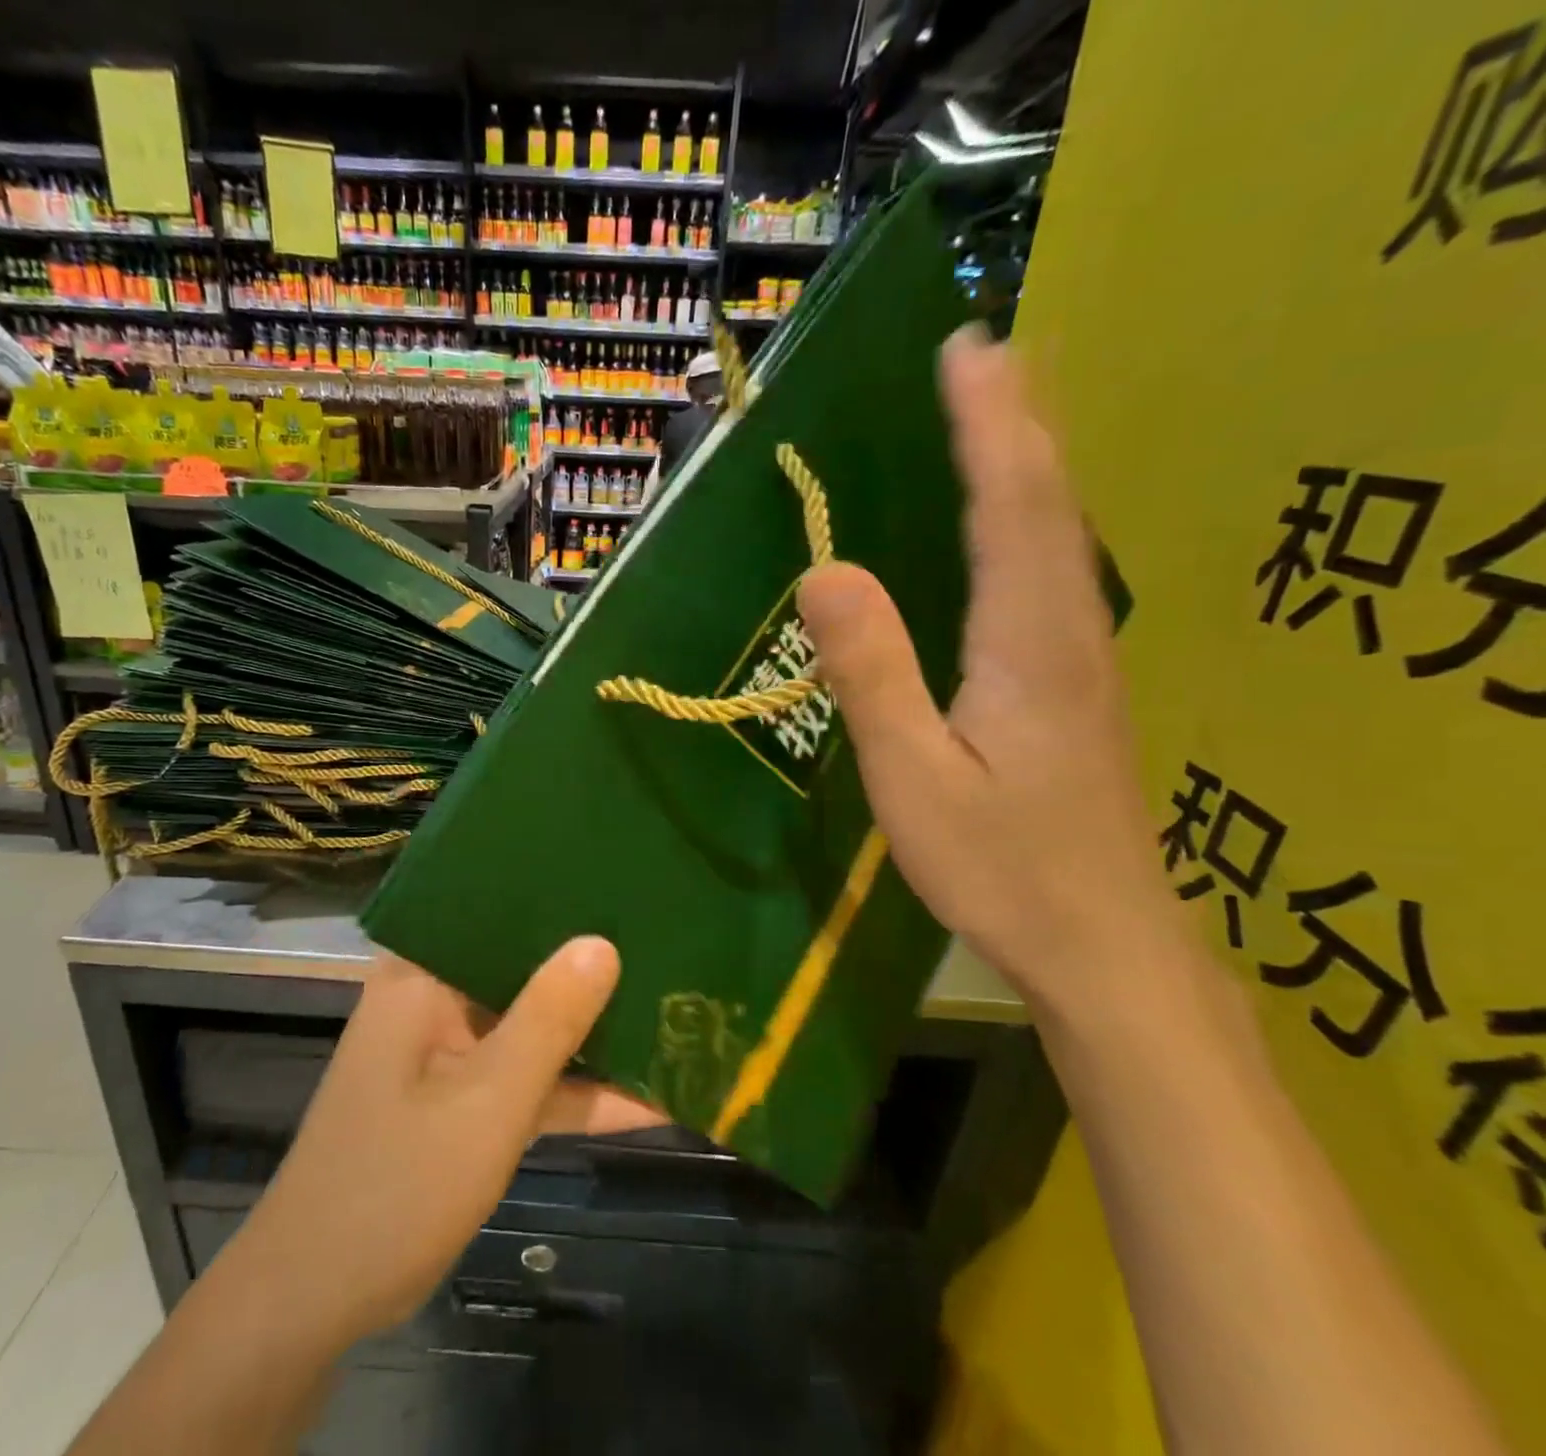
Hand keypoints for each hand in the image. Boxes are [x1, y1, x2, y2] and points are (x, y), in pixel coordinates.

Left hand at [237, 939, 660, 1354]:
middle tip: (665, 937)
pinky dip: (575, 1090)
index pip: (494, 911)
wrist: (316, 1301)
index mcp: (423, 975)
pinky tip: (650, 1098)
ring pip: (532, 1026)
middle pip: (522, 966)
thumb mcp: (487, 1100)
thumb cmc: (396, 1184)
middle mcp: (436, 999)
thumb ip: (549, 1021)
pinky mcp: (465, 1100)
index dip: (558, 898)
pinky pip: (527, 1079)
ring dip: (592, 1035)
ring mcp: (452, 1052)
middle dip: (590, 966)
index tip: (622, 884)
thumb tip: (603, 942)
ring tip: (673, 1008)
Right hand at [798, 325, 1188, 1018]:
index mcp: (1027, 643)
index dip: (988, 423)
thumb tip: (824, 572)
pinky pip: (1055, 572)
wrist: (1104, 944)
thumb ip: (871, 674)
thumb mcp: (913, 777)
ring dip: (1031, 460)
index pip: (1013, 504)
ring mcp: (1083, 657)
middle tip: (983, 352)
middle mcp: (1069, 630)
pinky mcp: (1078, 684)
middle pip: (1050, 501)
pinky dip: (1034, 517)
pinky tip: (1016, 520)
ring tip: (998, 410)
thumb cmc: (1000, 868)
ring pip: (1062, 533)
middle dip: (1016, 418)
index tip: (965, 349)